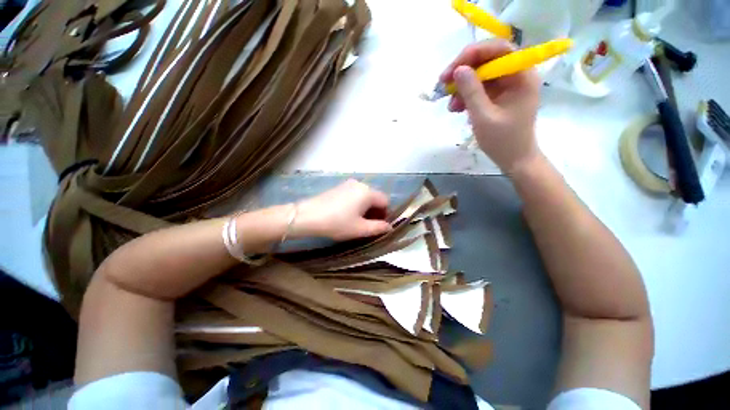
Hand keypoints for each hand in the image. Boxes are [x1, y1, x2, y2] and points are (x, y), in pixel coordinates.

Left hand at [295, 179, 391, 240]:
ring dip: (366, 208)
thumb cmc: (337, 223)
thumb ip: (378, 228)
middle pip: (375, 198)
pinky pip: (354, 194)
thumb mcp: (360, 229)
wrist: (307, 216)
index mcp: (368, 192)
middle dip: (375, 212)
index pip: (385, 201)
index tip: (378, 226)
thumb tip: (390, 227)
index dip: (385, 215)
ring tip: (357, 221)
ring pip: (364, 196)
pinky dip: (357, 204)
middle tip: (368, 226)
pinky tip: (347, 214)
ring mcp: (348, 184)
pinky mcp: (339, 187)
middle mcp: (360, 184)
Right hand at [440, 40, 541, 173]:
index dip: (472, 54)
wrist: (514, 159)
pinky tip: (456, 109)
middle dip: (463, 72)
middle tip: (443, 85)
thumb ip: (471, 92)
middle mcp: (516, 75)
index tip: (451, 70)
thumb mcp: (483, 117)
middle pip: (487, 60)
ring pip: (480, 75)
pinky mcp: (499, 96)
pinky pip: (480, 89)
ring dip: (462, 88)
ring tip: (450, 106)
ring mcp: (507, 86)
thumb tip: (458, 69)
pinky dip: (466, 97)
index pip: (498, 49)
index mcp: (521, 75)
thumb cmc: (503, 140)